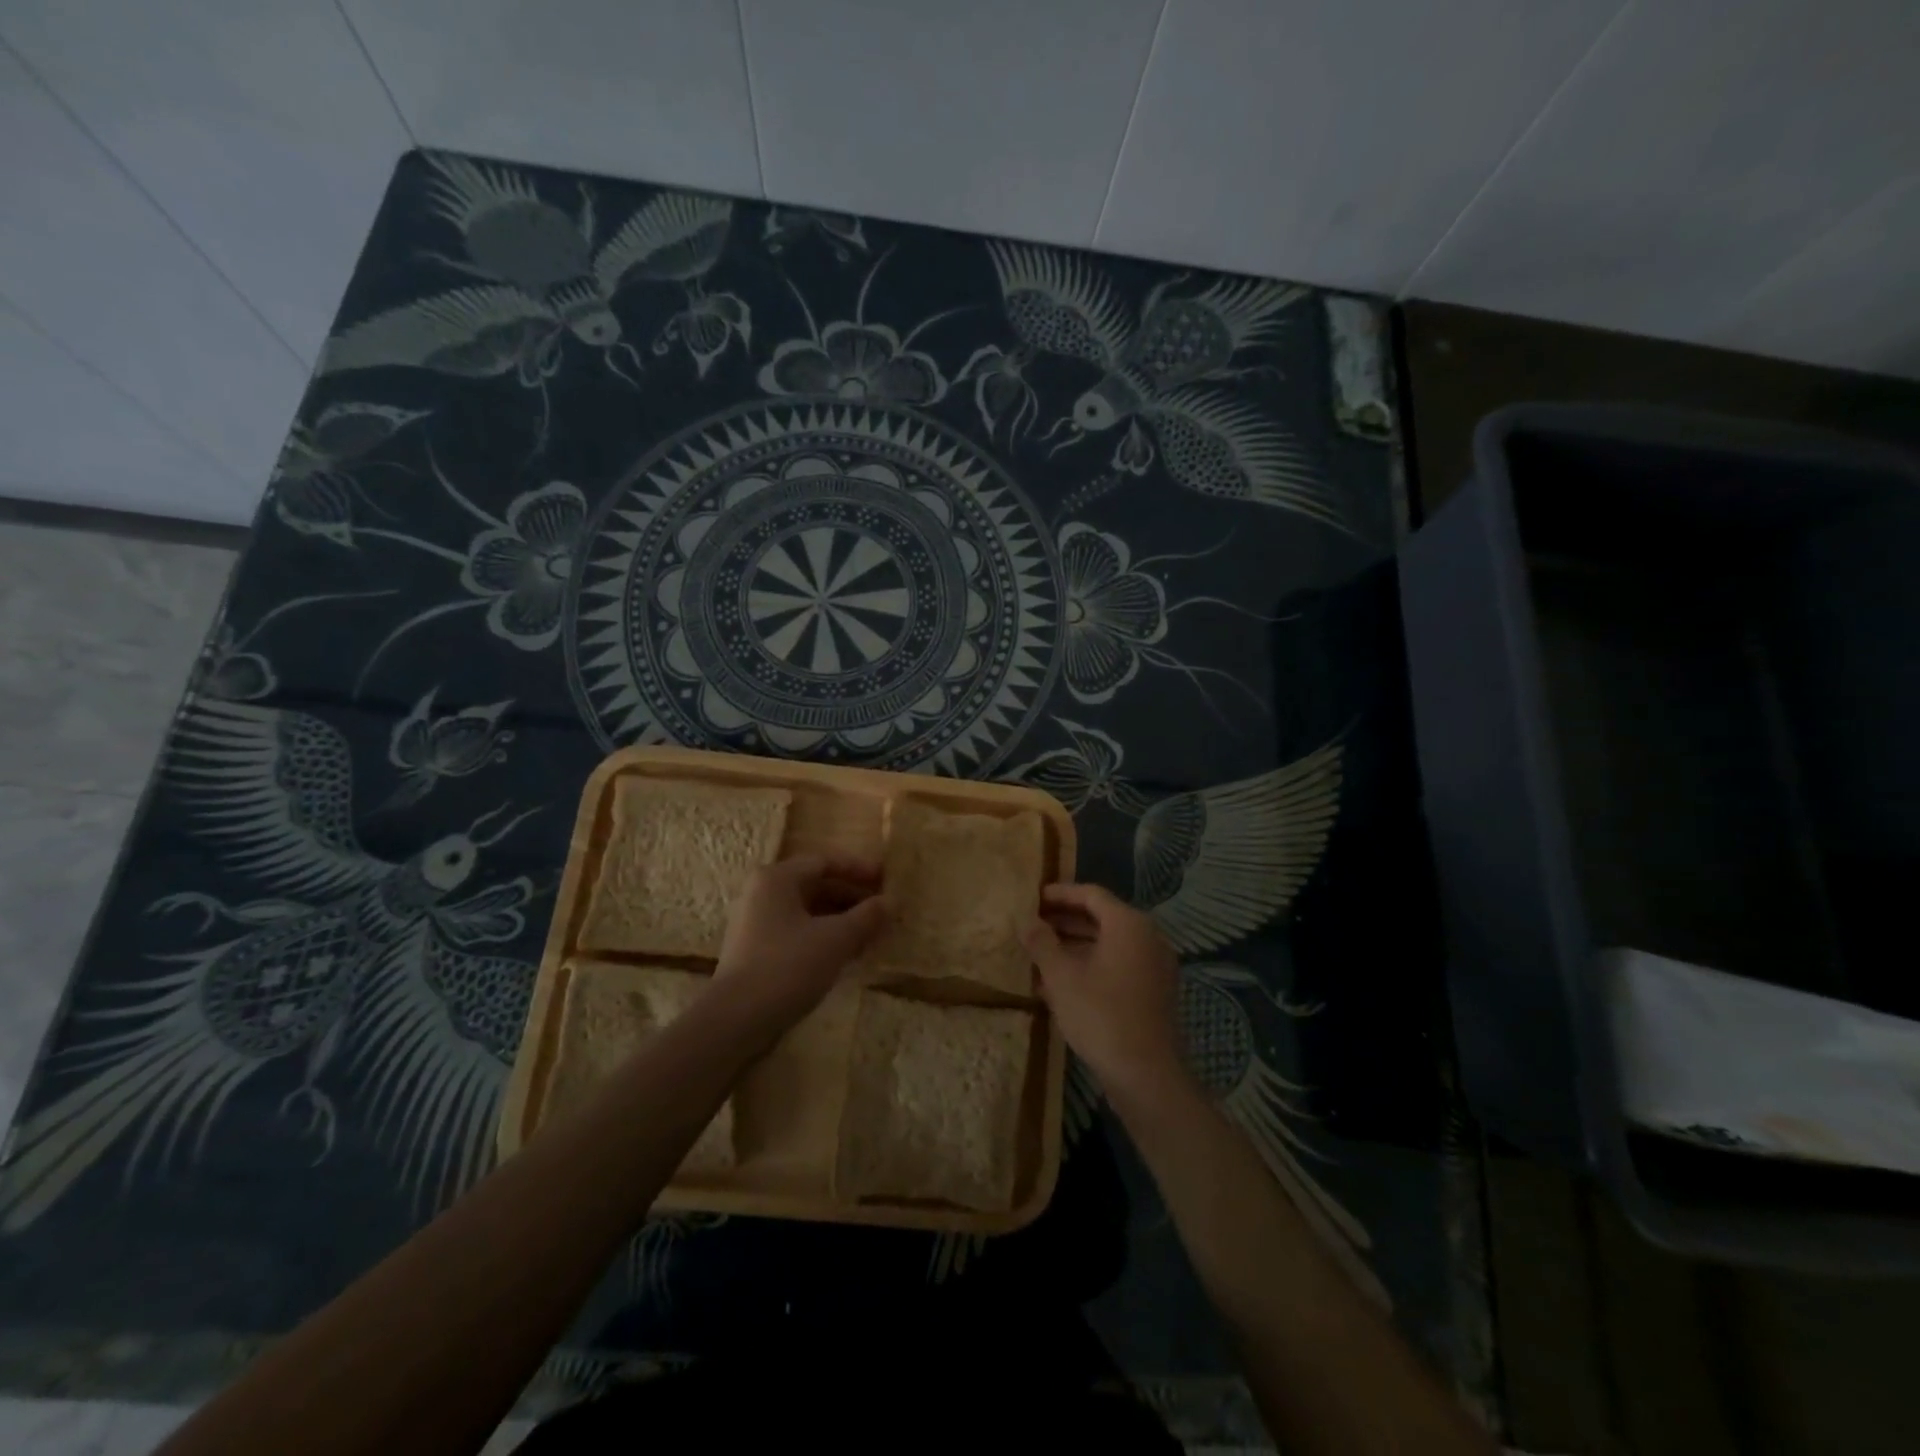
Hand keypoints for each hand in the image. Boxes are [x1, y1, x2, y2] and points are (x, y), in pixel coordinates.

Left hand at [712, 852, 884, 1033]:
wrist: (735, 1020)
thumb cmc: (787, 966)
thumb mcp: (835, 939)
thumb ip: (866, 917)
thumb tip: (892, 901)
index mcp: (777, 878)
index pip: (824, 861)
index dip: (858, 869)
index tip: (886, 880)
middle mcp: (762, 893)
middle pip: (815, 885)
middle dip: (852, 897)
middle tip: (883, 910)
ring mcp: (755, 923)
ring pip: (808, 911)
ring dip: (841, 920)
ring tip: (872, 934)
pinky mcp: (756, 951)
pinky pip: (797, 932)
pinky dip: (824, 937)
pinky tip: (847, 955)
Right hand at [1025, 883, 1186, 1101]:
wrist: (1146, 1075)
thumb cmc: (1100, 1015)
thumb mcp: (1061, 976)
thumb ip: (1042, 942)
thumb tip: (1026, 921)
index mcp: (1129, 924)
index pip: (1091, 894)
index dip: (1060, 894)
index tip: (1033, 898)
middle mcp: (1148, 937)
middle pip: (1101, 917)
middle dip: (1064, 921)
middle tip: (1032, 924)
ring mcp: (1154, 966)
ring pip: (1108, 944)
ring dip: (1074, 946)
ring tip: (1039, 954)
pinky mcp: (1154, 991)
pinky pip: (1118, 965)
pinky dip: (1091, 965)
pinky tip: (1061, 983)